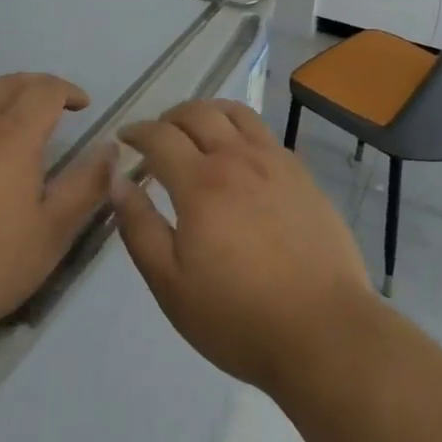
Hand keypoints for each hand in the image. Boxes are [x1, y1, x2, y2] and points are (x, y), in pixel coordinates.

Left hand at [0, 73, 113, 349]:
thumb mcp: (52, 233)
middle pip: (9, 83)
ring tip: (6, 119)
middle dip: (37, 87)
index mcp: (10, 136)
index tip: (82, 107)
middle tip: (52, 108)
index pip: (46, 90)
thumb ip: (87, 185)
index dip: (69, 91)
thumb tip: (111, 147)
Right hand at [112, 100, 374, 395]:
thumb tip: (118, 181)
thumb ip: (139, 228)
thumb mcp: (171, 285)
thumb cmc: (238, 316)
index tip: (125, 138)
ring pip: (235, 113)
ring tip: (197, 129)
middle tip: (157, 135)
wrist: (323, 330)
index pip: (160, 137)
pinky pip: (263, 131)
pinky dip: (240, 127)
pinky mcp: (301, 173)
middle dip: (169, 117)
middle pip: (198, 113)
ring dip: (207, 112)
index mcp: (200, 183)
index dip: (137, 132)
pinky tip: (239, 152)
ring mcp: (274, 161)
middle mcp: (237, 158)